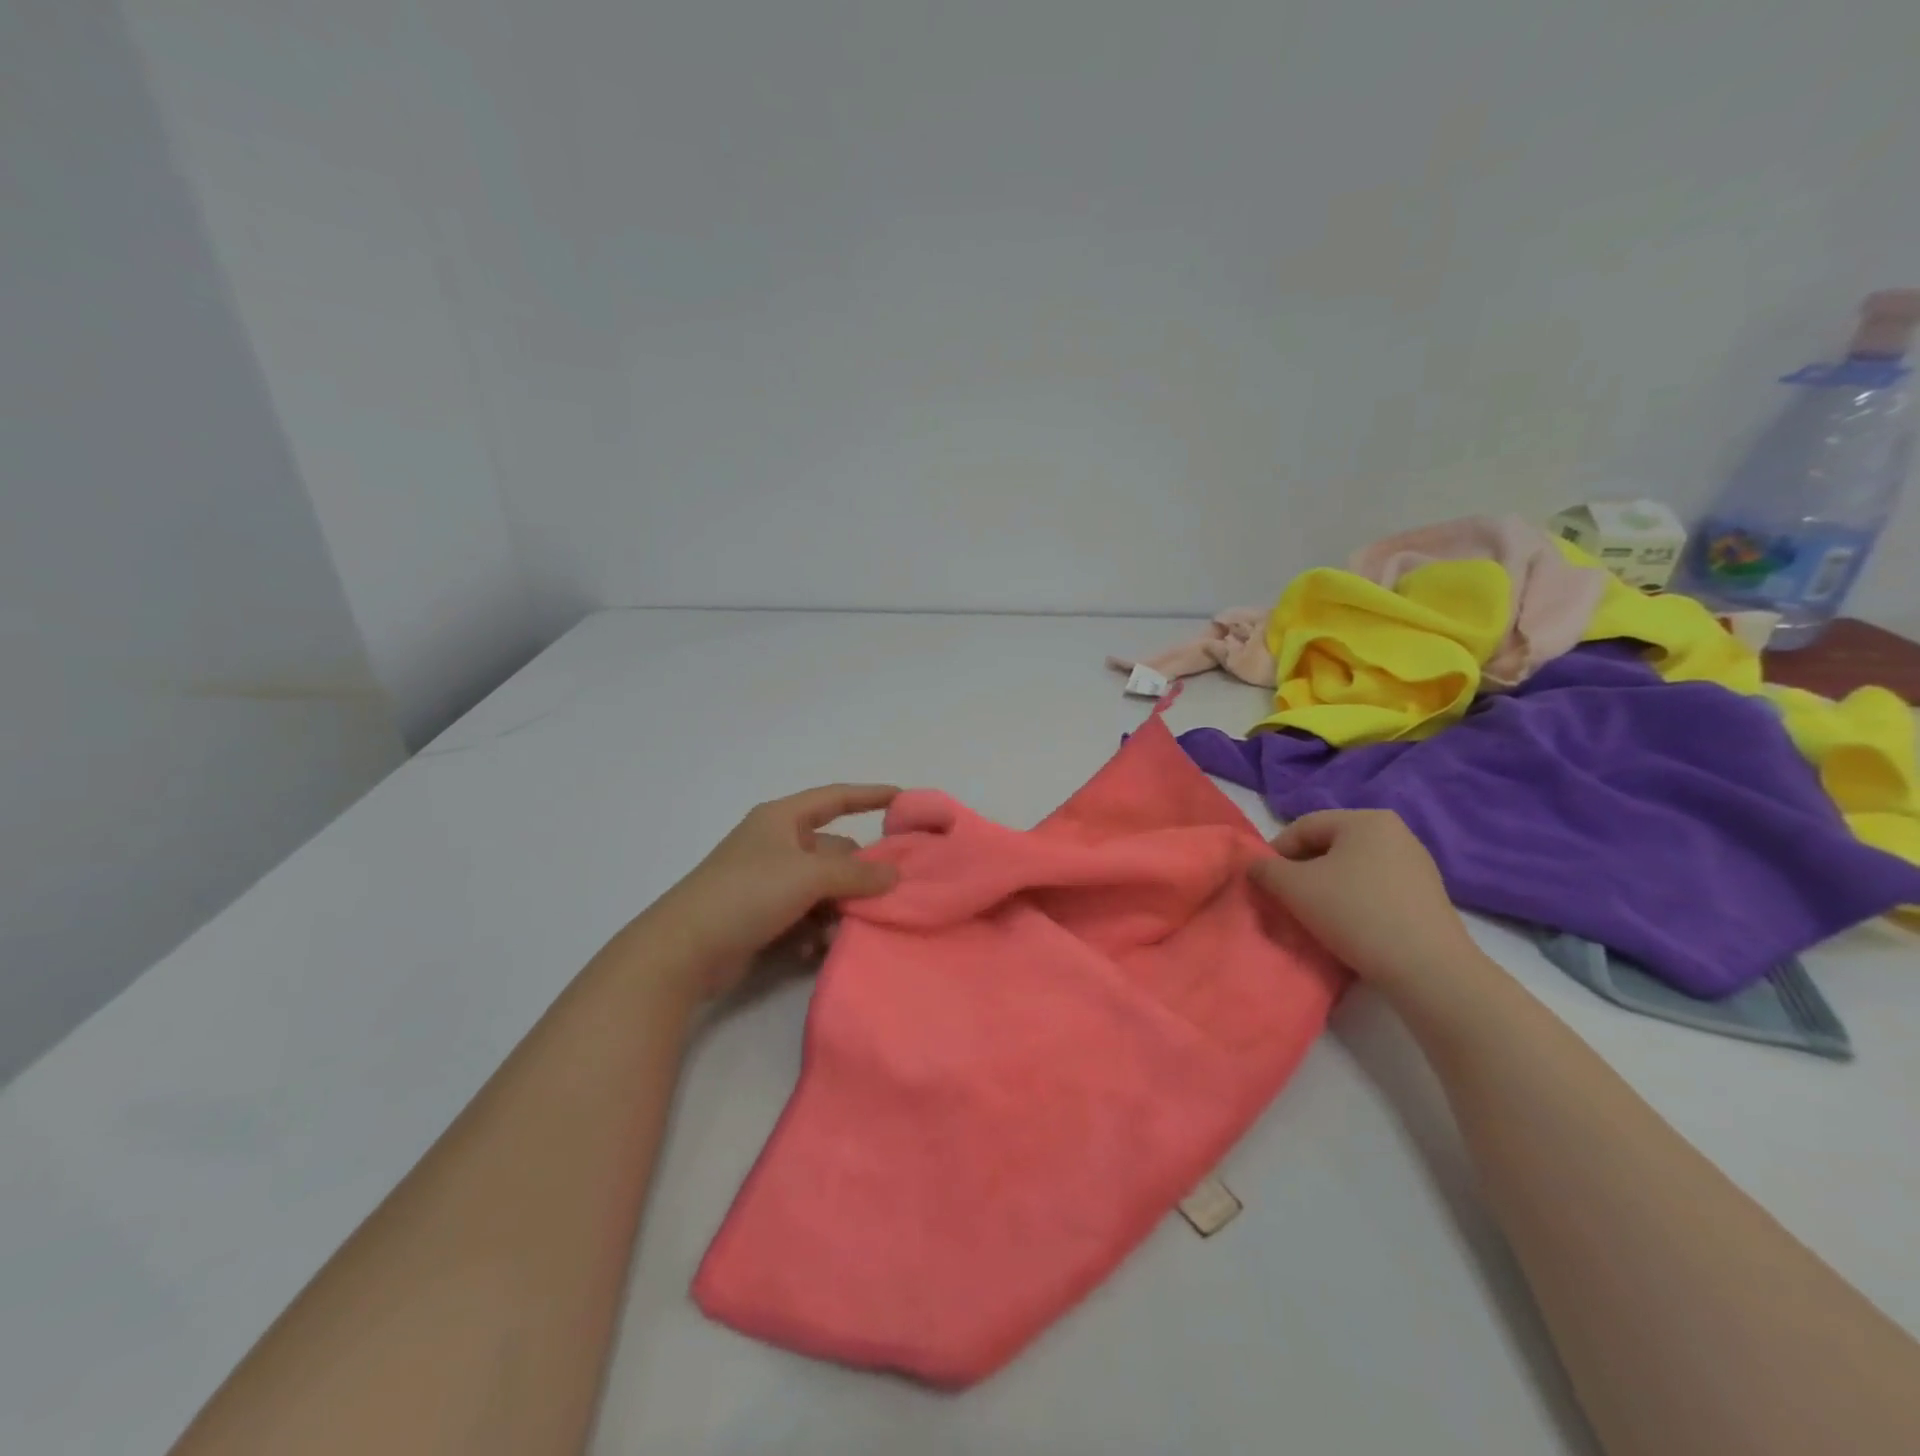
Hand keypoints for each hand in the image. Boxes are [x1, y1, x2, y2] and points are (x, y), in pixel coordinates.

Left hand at [655, 784, 900, 999]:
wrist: (684, 950)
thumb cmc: (747, 893)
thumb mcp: (809, 876)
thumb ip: (857, 874)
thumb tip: (894, 874)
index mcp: (782, 820)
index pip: (835, 798)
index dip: (869, 795)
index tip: (903, 798)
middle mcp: (777, 845)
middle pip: (834, 852)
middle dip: (857, 875)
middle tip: (884, 897)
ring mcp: (769, 883)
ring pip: (823, 889)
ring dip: (837, 909)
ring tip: (842, 931)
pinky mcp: (762, 917)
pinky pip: (805, 916)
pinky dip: (814, 930)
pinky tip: (812, 949)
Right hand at [1248, 809, 1478, 998]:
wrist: (1427, 969)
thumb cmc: (1354, 913)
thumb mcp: (1294, 888)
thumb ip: (1265, 870)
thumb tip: (1255, 866)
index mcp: (1365, 819)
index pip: (1304, 827)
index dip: (1275, 852)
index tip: (1264, 882)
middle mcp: (1395, 832)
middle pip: (1329, 846)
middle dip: (1302, 870)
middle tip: (1286, 899)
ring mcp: (1416, 864)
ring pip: (1352, 868)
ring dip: (1326, 887)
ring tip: (1315, 915)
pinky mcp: (1427, 895)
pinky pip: (1376, 887)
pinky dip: (1354, 900)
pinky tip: (1348, 926)